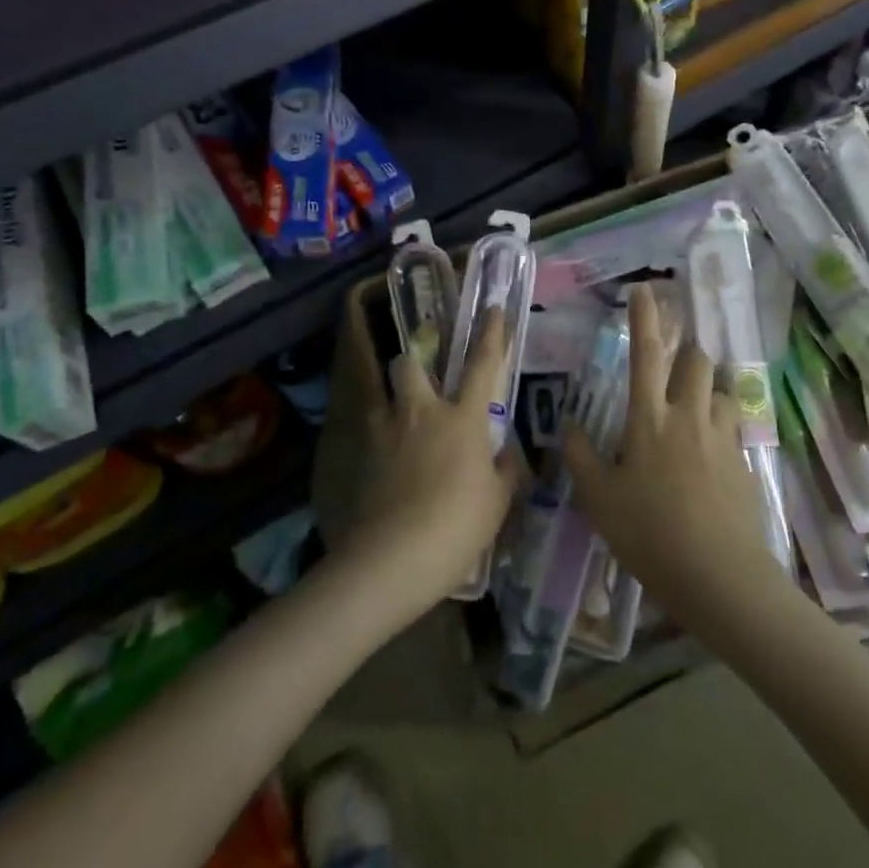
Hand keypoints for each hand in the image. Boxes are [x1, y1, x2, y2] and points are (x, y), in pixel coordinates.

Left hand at [346, 308, 523, 615]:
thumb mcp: (497, 502)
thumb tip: (506, 454)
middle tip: (425, 381)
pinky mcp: (363, 454)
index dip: (491, 334)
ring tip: (404, 421)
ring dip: (395, 397)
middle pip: (410, 363)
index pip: (482, 365)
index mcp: (463, 419)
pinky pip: (373, 429)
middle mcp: (422, 413)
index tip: (492, 310)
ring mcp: (387, 430)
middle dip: (415, 361)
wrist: (394, 557)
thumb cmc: (457, 526)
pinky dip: (382, 435)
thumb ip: (504, 470)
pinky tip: (390, 460)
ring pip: (385, 392)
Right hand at [563, 286, 787, 635]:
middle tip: (671, 368)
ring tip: (691, 415)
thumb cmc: (650, 534)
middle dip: (686, 352)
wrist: (720, 577)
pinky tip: (708, 457)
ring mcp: (721, 437)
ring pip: (719, 391)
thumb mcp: (600, 500)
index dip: (644, 318)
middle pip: (697, 360)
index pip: (645, 354)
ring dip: (705, 391)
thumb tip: (568, 426)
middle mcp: (689, 416)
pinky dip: (719, 427)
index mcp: (649, 419)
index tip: (645, 289)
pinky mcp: (744, 461)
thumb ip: (581, 457)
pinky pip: (732, 427)